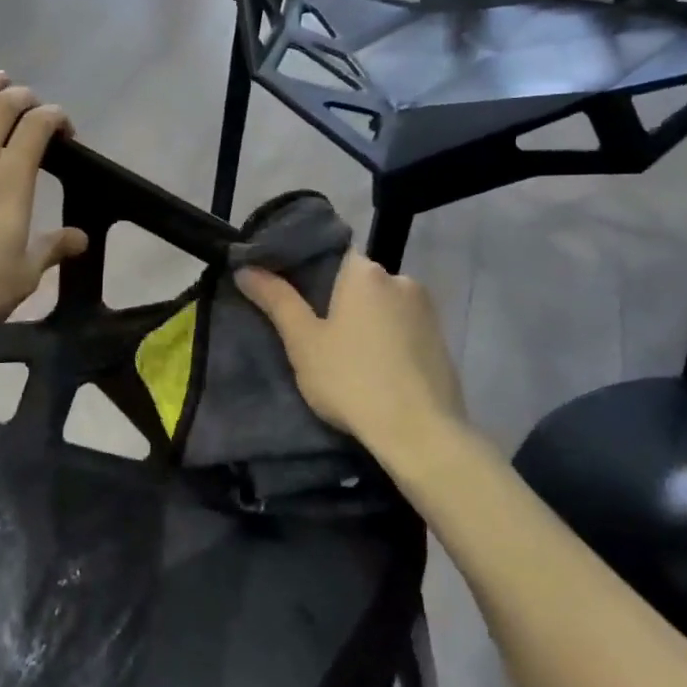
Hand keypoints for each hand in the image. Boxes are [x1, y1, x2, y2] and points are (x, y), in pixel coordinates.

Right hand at [235, 254, 465, 458]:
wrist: (419, 432)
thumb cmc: (351, 380)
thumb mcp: (304, 342)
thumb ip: (276, 300)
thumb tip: (245, 268)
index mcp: (365, 272)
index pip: (331, 254)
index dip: (308, 273)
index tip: (291, 297)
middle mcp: (401, 279)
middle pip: (358, 281)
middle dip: (338, 301)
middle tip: (314, 334)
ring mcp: (427, 310)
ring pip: (383, 306)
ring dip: (365, 322)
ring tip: (345, 356)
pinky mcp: (441, 339)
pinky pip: (404, 329)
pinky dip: (388, 340)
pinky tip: (376, 369)